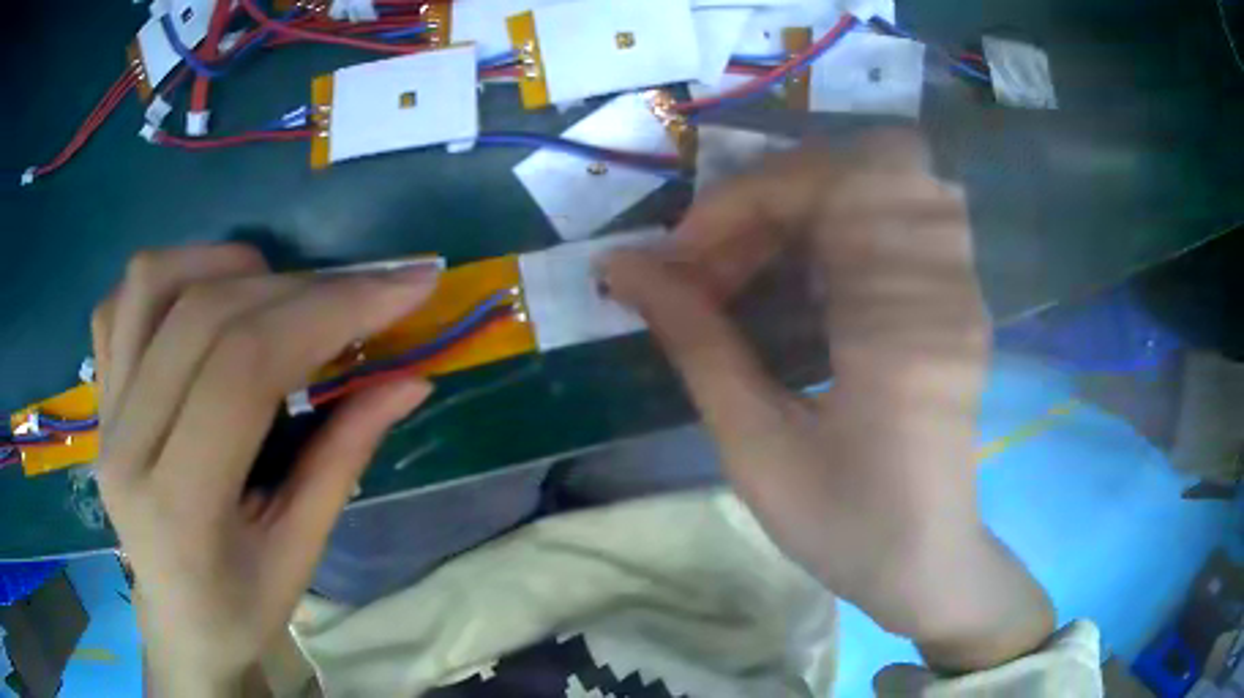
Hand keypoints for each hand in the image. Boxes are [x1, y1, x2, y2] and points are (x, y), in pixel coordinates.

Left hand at [92, 245, 437, 694]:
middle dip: (300, 288)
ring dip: (229, 266)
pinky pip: (122, 299)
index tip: (403, 287)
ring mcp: (104, 411)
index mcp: (179, 507)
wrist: (178, 622)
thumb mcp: (302, 552)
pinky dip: (172, 274)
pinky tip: (207, 298)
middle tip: (363, 292)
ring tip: (276, 292)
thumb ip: (345, 456)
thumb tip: (409, 379)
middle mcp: (126, 444)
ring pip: (153, 283)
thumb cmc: (241, 607)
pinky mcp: (99, 394)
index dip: (328, 312)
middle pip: (206, 315)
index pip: (244, 370)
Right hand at [601, 130, 1052, 671]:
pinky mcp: (953, 297)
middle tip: (713, 260)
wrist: (927, 563)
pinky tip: (790, 282)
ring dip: (802, 207)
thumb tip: (623, 268)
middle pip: (865, 165)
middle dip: (773, 195)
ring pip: (882, 183)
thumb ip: (695, 345)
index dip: (747, 198)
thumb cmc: (847, 528)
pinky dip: (829, 230)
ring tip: (744, 269)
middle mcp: (943, 287)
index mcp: (903, 329)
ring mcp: (958, 287)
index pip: (835, 188)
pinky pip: (891, 221)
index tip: (682, 253)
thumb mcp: (758, 451)